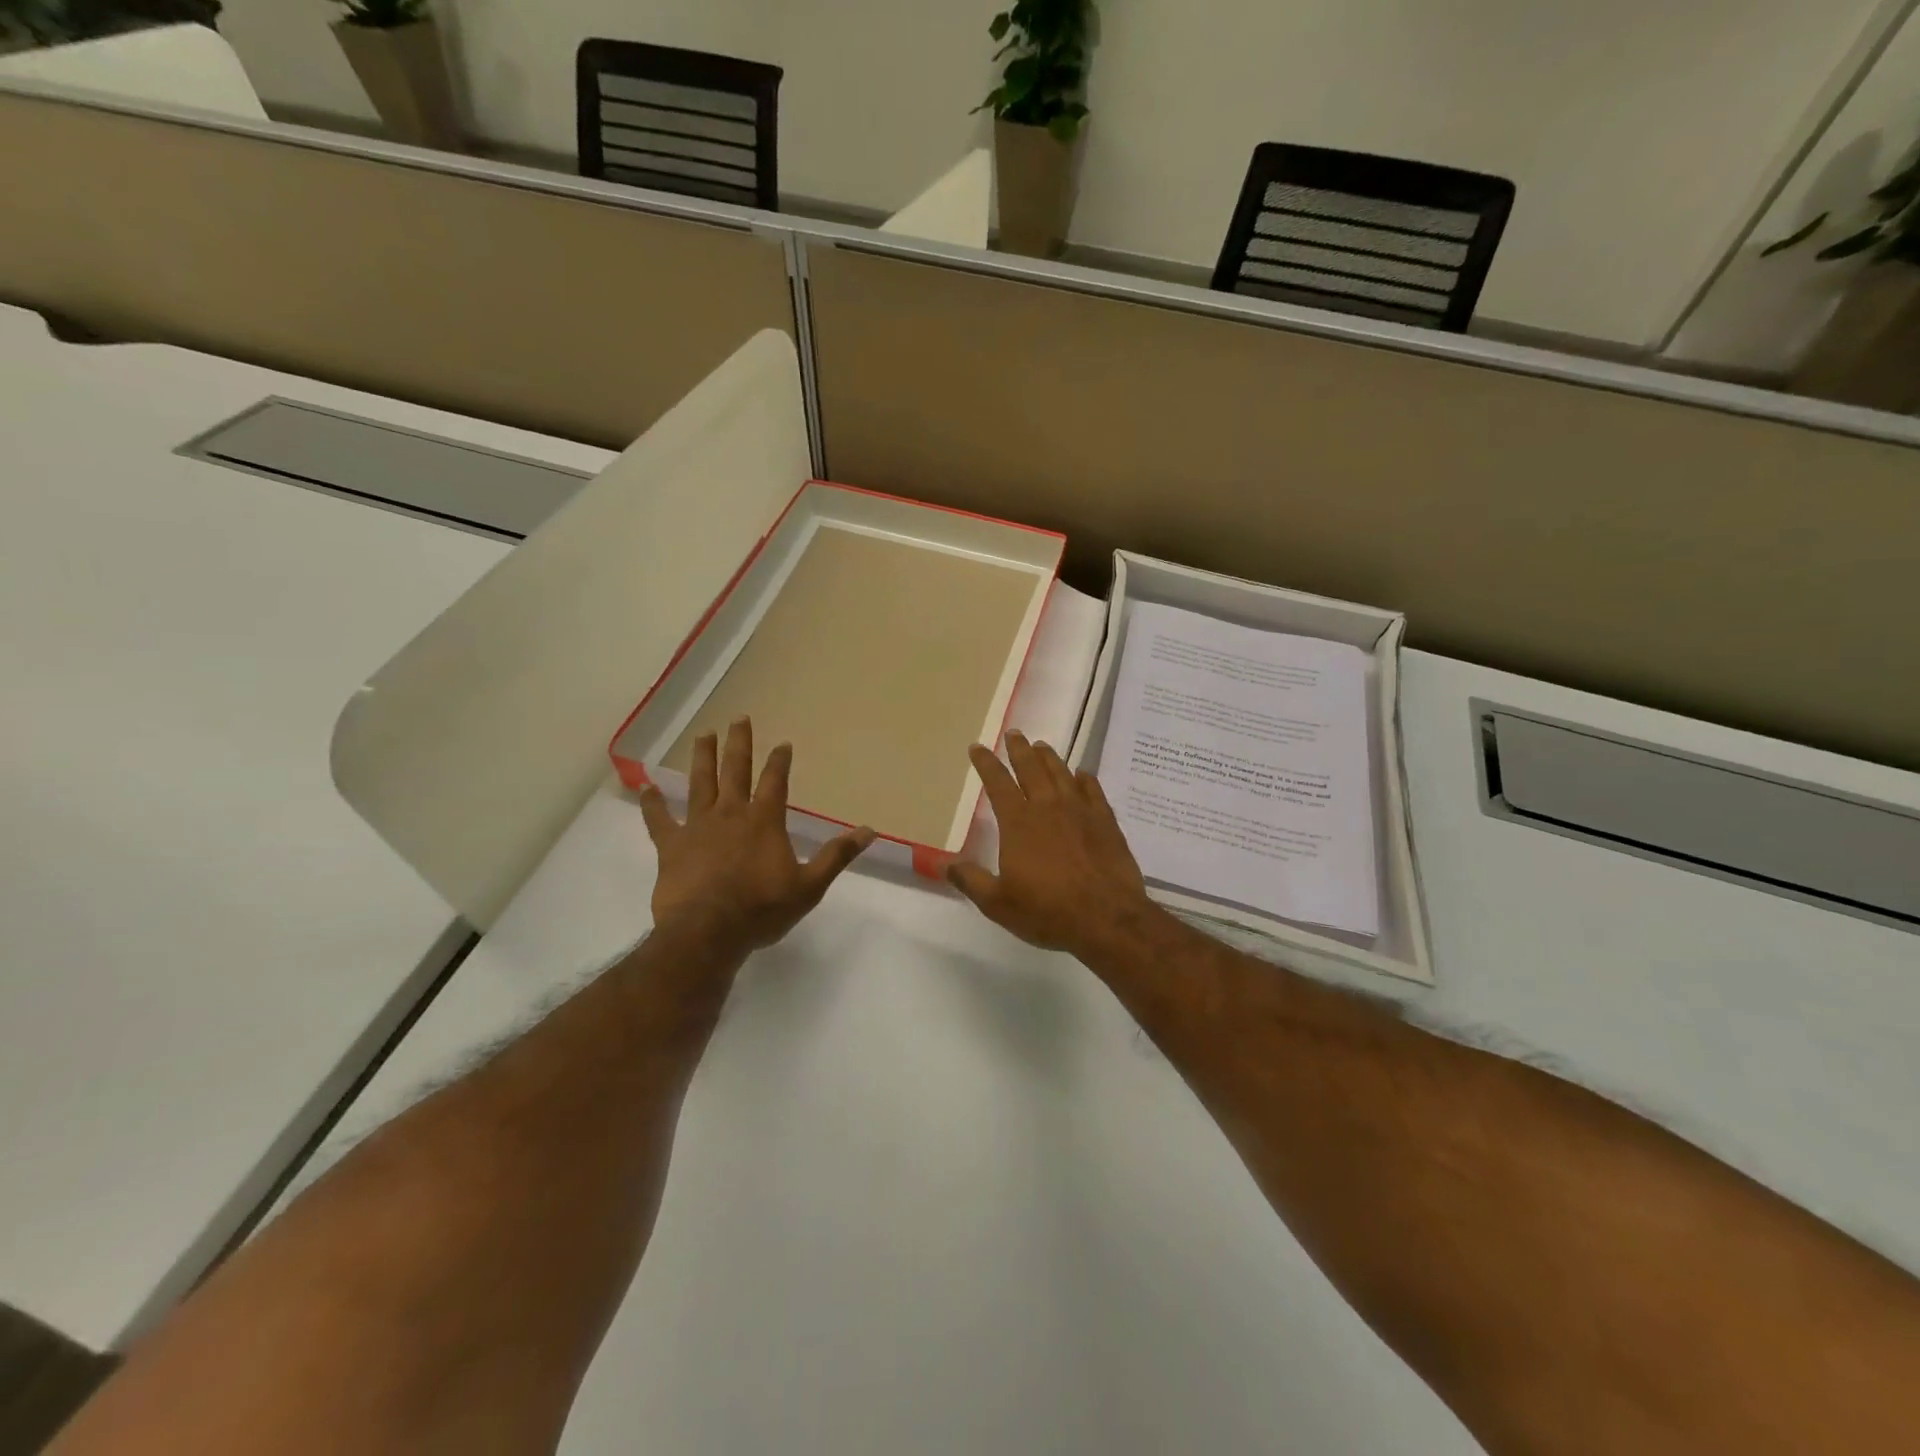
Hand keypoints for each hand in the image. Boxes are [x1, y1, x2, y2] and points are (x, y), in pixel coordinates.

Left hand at [638, 717, 873, 957]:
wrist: (709, 932)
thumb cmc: (762, 909)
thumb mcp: (810, 886)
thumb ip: (837, 856)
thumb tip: (869, 830)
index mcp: (764, 821)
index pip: (775, 781)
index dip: (780, 761)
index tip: (782, 743)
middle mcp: (731, 814)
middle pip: (735, 770)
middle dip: (739, 744)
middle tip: (739, 719)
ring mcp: (698, 827)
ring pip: (700, 784)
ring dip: (702, 758)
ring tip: (703, 734)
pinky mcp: (672, 846)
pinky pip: (659, 820)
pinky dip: (652, 804)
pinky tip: (646, 788)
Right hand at [948, 731, 1160, 960]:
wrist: (1106, 918)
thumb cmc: (1047, 911)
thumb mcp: (998, 903)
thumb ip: (971, 880)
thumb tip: (944, 863)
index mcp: (1018, 823)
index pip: (998, 783)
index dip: (986, 763)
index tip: (978, 747)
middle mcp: (1048, 807)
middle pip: (1031, 769)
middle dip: (1019, 750)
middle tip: (1014, 734)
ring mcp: (1080, 811)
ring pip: (1062, 774)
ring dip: (1049, 758)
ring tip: (1041, 747)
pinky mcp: (1106, 821)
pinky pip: (1093, 790)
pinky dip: (1084, 778)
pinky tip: (1082, 774)